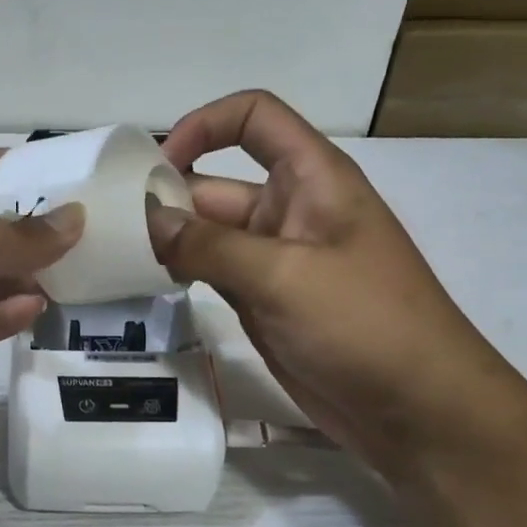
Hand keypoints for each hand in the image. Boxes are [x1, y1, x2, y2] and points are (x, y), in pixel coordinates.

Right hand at [151, 91, 526, 479]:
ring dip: (168, 240)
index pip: (255, 118)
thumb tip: (147, 221)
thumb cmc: (364, 324)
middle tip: (111, 228)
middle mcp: (290, 211)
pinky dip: (181, 274)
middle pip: (217, 183)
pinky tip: (146, 284)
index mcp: (312, 179)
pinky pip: (212, 273)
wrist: (414, 408)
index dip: (204, 126)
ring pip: (208, 234)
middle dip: (168, 197)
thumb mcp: (284, 276)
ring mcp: (274, 260)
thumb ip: (210, 245)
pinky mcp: (262, 302)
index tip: (157, 166)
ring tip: (116, 255)